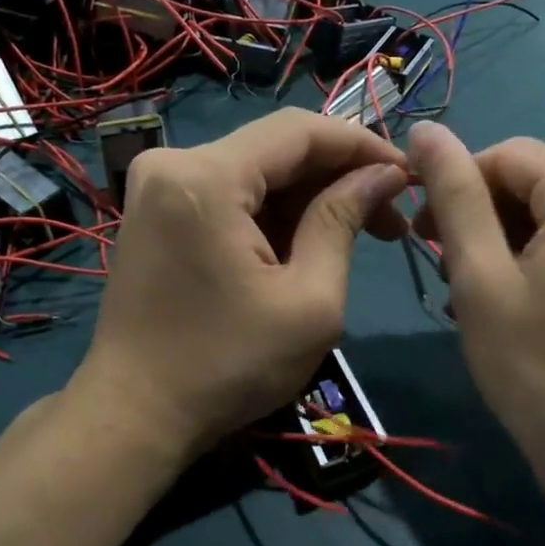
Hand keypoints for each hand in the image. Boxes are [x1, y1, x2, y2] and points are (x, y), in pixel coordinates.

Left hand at [71, 108, 406, 465]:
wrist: (135, 414)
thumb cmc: (228, 366)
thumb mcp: (309, 300)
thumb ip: (343, 221)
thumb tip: (384, 174)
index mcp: (206, 177)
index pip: (300, 130)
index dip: (361, 145)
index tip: (409, 174)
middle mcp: (173, 163)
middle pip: (276, 148)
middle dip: (339, 176)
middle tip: (391, 215)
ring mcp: (158, 185)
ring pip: (255, 170)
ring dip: (309, 196)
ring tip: (361, 232)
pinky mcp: (156, 210)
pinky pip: (228, 192)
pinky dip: (272, 211)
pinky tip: (308, 241)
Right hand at [407, 122, 544, 500]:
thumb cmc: (540, 375)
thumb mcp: (482, 281)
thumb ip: (454, 196)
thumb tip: (425, 130)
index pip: (509, 155)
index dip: (458, 188)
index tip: (426, 238)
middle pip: (540, 178)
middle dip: (488, 217)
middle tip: (453, 276)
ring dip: (516, 236)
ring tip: (487, 293)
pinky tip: (532, 294)